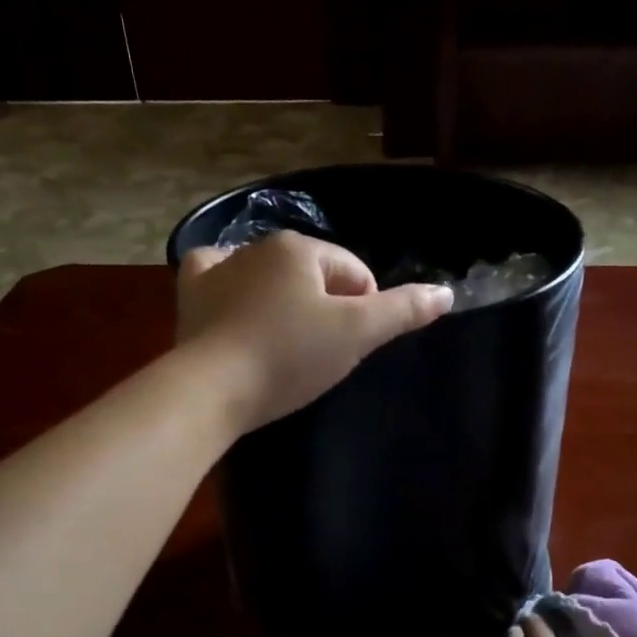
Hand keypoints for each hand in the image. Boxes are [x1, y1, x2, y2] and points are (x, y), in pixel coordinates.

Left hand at [175, 231, 452, 432]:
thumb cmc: (289, 356)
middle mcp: (257, 247)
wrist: (211, 390)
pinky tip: (238, 310)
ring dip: (286, 304)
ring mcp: (218, 269)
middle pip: (313, 276)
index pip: (354, 272)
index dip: (365, 310)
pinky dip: (232, 290)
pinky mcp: (191, 296)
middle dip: (326, 309)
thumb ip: (402, 311)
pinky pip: (219, 281)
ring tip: (285, 347)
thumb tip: (445, 292)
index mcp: (299, 249)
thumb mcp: (356, 334)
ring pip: (270, 279)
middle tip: (322, 355)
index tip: (353, 347)